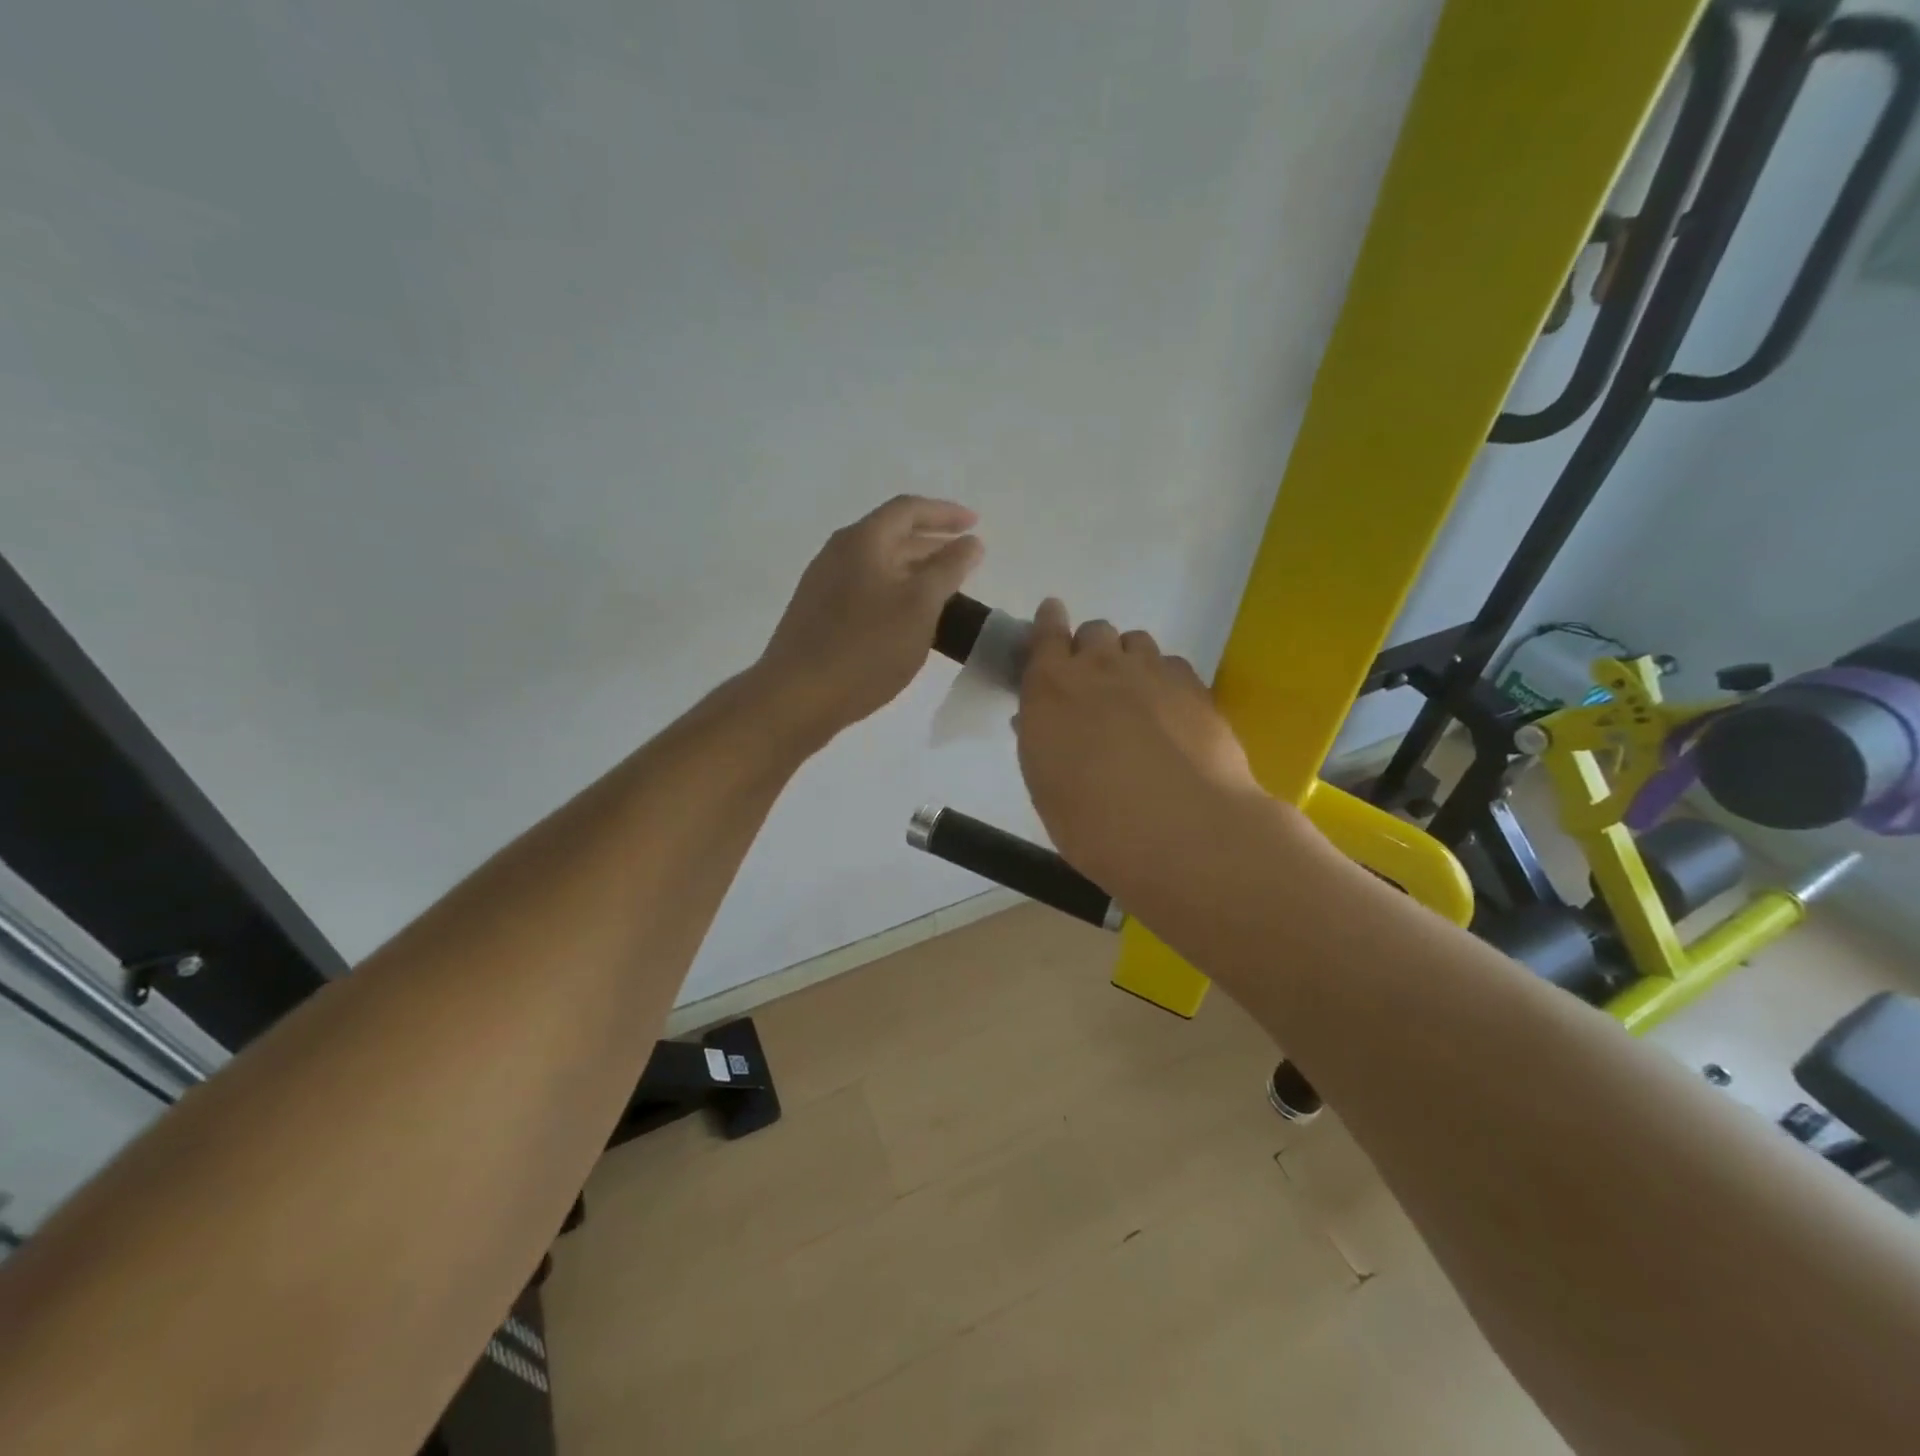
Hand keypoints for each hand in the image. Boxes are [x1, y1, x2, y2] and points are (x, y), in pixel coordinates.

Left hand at [754, 496, 983, 746]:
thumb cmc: (866, 648)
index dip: (945, 513)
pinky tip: (908, 620)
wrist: (797, 697)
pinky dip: (894, 593)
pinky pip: (864, 589)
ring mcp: (823, 585)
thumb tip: (971, 543)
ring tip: (943, 591)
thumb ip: (948, 570)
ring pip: (878, 565)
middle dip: (932, 544)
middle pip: (891, 535)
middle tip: (965, 560)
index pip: (908, 510)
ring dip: (914, 571)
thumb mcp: (919, 607)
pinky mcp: (818, 615)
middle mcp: (838, 554)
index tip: (975, 524)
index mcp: (862, 541)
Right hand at [1015, 599, 1261, 894]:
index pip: (1046, 633)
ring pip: (1137, 642)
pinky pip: (1172, 665)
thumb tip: (1037, 719)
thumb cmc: (1094, 822)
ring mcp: (1153, 672)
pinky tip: (1170, 712)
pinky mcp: (1195, 688)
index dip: (1048, 623)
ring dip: (1128, 660)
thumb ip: (1040, 740)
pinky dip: (1164, 679)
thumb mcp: (1046, 786)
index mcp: (1052, 687)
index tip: (1050, 619)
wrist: (1182, 831)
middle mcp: (1101, 667)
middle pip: (1095, 631)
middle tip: (1093, 686)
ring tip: (1134, 697)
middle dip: (1090, 649)